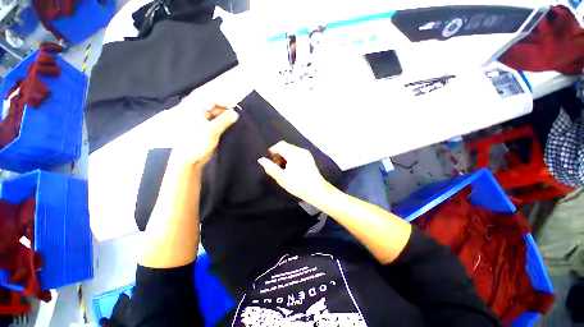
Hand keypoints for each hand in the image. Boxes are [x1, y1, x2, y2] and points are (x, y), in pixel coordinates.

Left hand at [170, 104, 238, 167]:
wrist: (189, 160)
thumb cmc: (196, 143)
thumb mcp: (212, 131)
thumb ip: (225, 120)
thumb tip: (236, 112)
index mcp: (196, 109)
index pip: (213, 100)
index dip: (226, 103)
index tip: (237, 109)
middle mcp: (200, 112)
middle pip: (216, 106)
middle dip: (228, 110)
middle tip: (238, 117)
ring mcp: (204, 121)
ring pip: (219, 115)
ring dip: (228, 118)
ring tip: (237, 122)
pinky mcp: (208, 128)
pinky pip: (219, 122)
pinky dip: (226, 123)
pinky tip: (232, 126)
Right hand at [258, 141, 330, 202]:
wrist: (317, 191)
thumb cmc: (298, 184)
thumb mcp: (282, 177)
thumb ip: (270, 167)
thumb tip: (261, 160)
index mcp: (294, 153)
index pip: (280, 145)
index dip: (272, 151)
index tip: (269, 160)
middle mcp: (301, 151)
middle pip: (286, 147)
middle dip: (278, 155)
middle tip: (275, 166)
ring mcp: (306, 154)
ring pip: (291, 151)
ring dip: (284, 157)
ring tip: (282, 169)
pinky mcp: (309, 159)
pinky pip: (297, 154)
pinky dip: (291, 159)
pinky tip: (291, 169)